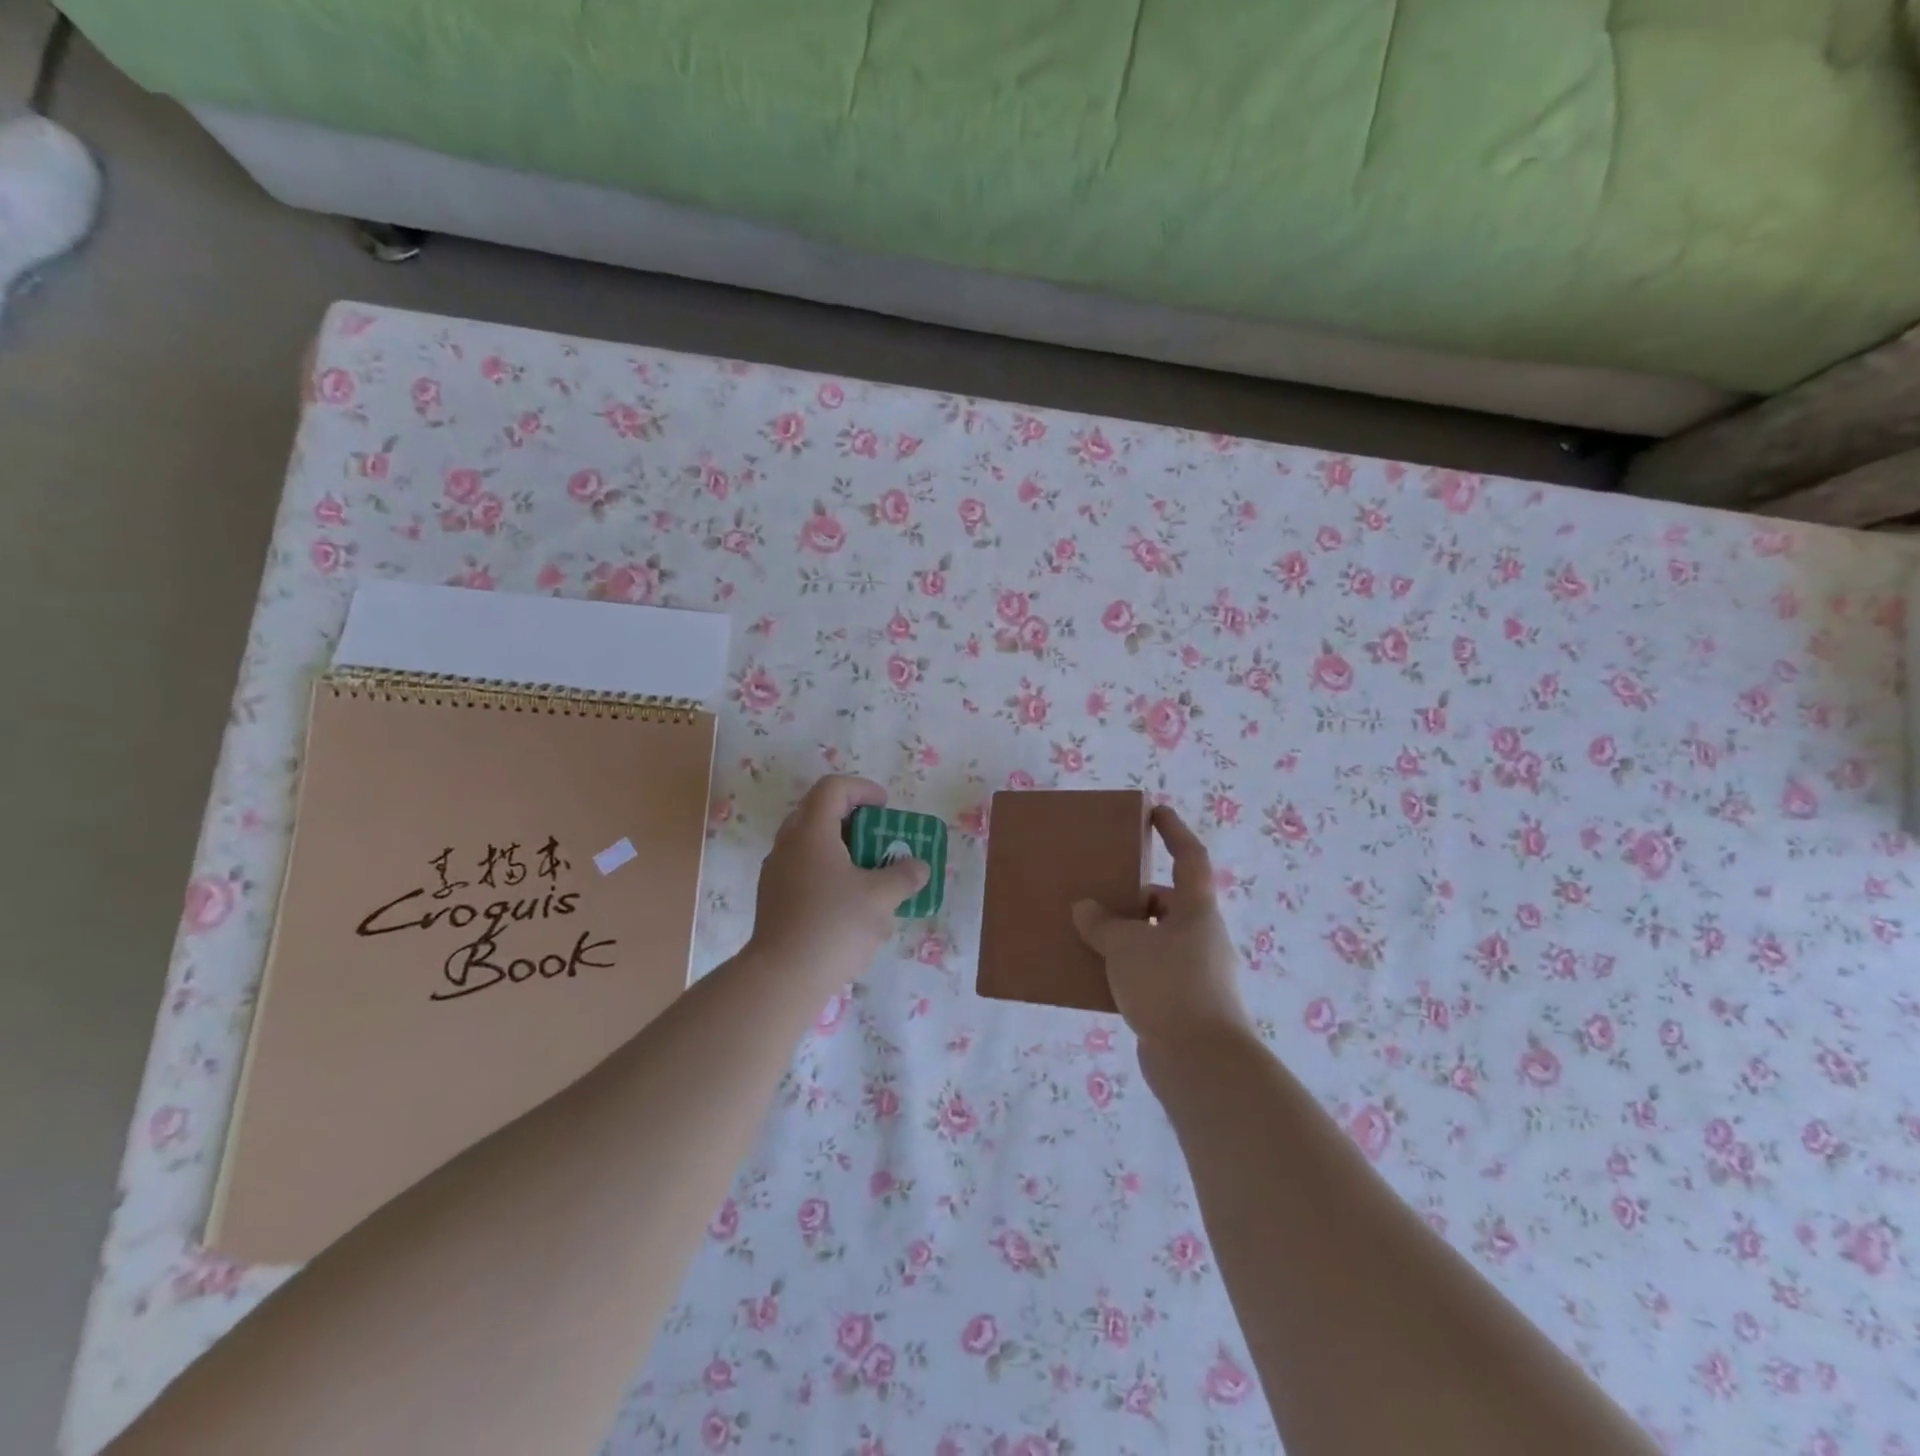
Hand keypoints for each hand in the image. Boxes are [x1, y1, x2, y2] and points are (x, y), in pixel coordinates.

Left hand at [748, 775, 929, 979]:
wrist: (783, 977)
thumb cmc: (834, 925)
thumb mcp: (881, 898)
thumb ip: (904, 875)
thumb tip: (918, 866)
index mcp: (811, 832)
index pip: (833, 788)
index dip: (863, 789)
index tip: (887, 807)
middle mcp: (788, 844)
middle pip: (819, 812)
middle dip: (854, 819)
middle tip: (880, 837)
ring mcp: (777, 872)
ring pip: (811, 844)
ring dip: (842, 848)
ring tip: (871, 873)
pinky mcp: (774, 899)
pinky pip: (804, 869)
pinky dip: (829, 871)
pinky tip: (849, 903)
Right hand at [1072, 805, 1250, 1049]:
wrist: (1201, 1063)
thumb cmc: (1169, 986)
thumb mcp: (1126, 946)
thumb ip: (1103, 923)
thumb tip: (1086, 909)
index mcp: (1196, 911)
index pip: (1190, 857)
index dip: (1174, 831)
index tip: (1156, 812)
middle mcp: (1201, 937)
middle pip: (1167, 902)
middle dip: (1133, 896)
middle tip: (1098, 894)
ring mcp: (1196, 973)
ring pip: (1156, 940)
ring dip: (1126, 936)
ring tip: (1089, 936)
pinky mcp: (1183, 1004)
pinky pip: (1150, 973)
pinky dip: (1127, 969)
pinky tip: (1098, 978)